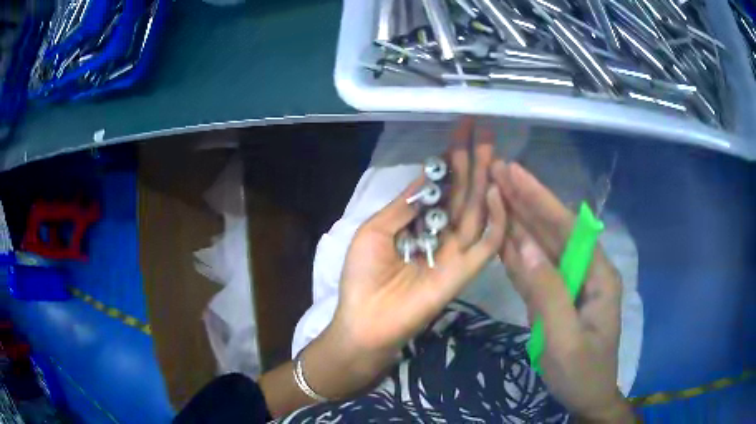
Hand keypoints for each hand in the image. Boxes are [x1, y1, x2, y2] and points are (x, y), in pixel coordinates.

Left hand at [327, 119, 506, 379]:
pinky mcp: (466, 270)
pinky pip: (487, 242)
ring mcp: (458, 252)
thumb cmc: (363, 277)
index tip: (459, 131)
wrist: (365, 320)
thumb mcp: (376, 230)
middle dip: (473, 159)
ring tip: (491, 147)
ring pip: (478, 209)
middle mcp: (443, 234)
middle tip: (482, 129)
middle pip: (464, 192)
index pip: (443, 186)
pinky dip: (495, 218)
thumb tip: (428, 175)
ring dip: (485, 178)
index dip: (451, 159)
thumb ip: (404, 205)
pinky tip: (495, 189)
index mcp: (420, 224)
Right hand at [491, 161, 633, 421]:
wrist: (585, 397)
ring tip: (495, 193)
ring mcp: (570, 282)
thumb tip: (524, 245)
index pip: (568, 229)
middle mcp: (586, 270)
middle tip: (499, 171)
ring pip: (542, 246)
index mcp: (598, 275)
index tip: (514, 172)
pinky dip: (516, 250)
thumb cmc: (581, 373)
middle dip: (527, 199)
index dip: (540, 199)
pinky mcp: (555, 295)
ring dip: (519, 219)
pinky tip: (502, 233)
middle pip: (554, 230)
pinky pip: (534, 269)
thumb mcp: (565, 340)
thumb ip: (548, 292)